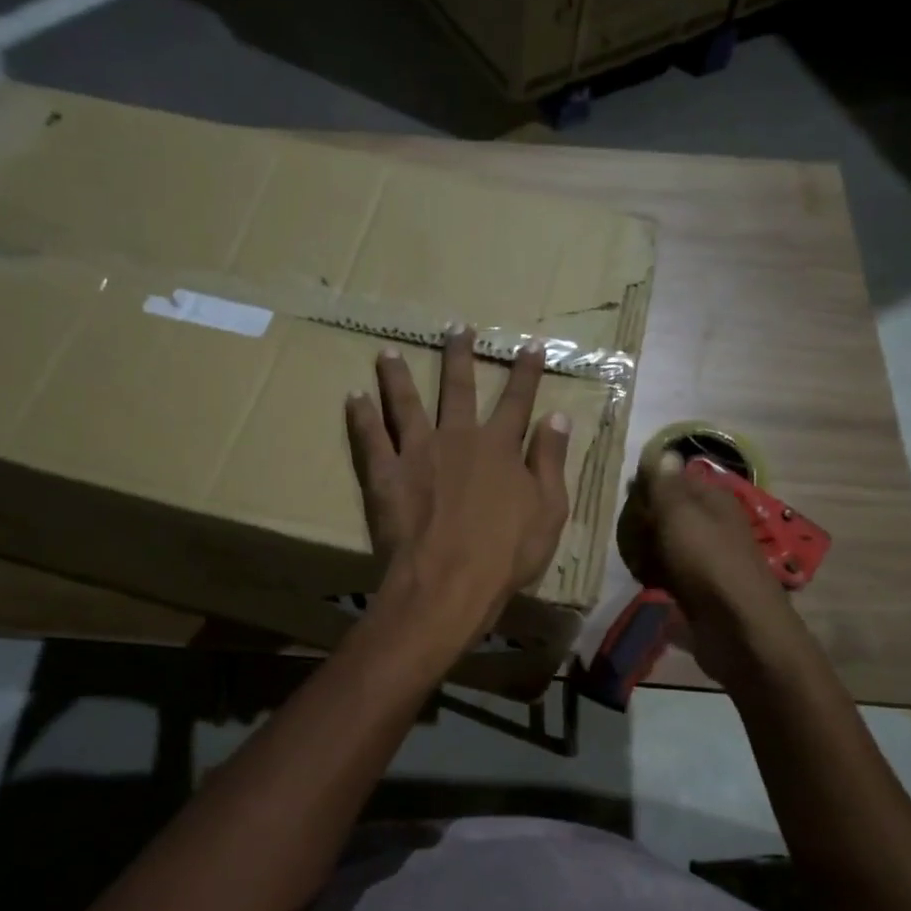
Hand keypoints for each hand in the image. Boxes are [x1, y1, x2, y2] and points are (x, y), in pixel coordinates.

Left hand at [345, 327, 571, 641]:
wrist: (449, 582)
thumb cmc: (506, 553)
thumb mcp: (548, 510)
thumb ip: (550, 461)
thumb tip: (557, 417)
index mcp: (499, 447)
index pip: (518, 401)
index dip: (527, 372)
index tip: (531, 344)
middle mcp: (458, 438)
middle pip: (459, 388)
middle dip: (460, 356)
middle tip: (456, 327)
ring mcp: (418, 452)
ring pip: (406, 403)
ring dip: (398, 375)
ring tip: (387, 352)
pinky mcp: (386, 474)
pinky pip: (370, 438)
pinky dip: (361, 415)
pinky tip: (353, 396)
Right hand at [618, 452, 784, 613]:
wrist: (739, 628)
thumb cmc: (707, 561)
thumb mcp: (679, 514)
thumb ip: (666, 484)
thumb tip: (663, 451)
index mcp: (714, 500)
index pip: (677, 478)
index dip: (650, 484)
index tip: (626, 495)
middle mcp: (714, 525)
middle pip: (670, 512)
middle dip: (644, 520)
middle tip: (625, 531)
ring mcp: (707, 558)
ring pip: (667, 544)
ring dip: (646, 550)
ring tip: (629, 557)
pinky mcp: (700, 590)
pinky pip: (669, 574)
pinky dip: (654, 576)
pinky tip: (642, 581)